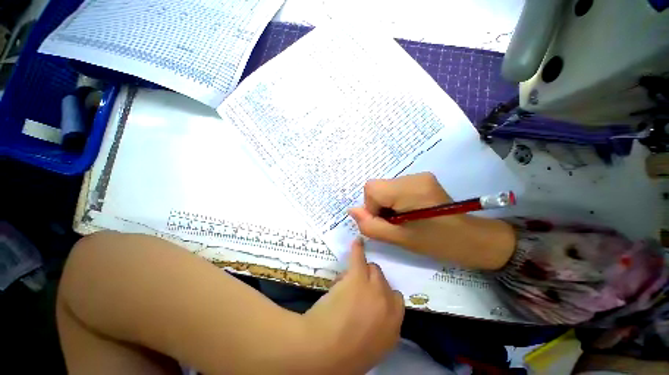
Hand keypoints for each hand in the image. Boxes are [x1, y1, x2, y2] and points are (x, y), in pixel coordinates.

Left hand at [303, 238, 403, 374]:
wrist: (322, 353)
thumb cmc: (342, 358)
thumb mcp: (369, 348)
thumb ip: (377, 328)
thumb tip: (371, 314)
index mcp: (393, 327)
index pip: (396, 300)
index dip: (383, 295)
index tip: (372, 296)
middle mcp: (387, 305)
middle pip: (383, 282)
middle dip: (372, 282)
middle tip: (355, 287)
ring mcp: (373, 288)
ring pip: (373, 269)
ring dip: (363, 271)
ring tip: (348, 279)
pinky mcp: (356, 277)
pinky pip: (359, 257)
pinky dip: (358, 248)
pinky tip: (357, 241)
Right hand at [348, 172, 515, 269]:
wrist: (472, 238)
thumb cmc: (438, 243)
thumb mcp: (400, 239)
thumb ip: (371, 225)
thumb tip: (352, 211)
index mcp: (410, 189)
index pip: (371, 188)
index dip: (371, 206)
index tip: (385, 222)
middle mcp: (414, 176)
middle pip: (377, 186)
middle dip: (379, 205)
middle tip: (394, 223)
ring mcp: (419, 176)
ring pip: (385, 187)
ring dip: (387, 203)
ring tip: (403, 219)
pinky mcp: (422, 179)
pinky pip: (396, 187)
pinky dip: (395, 199)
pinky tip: (408, 211)